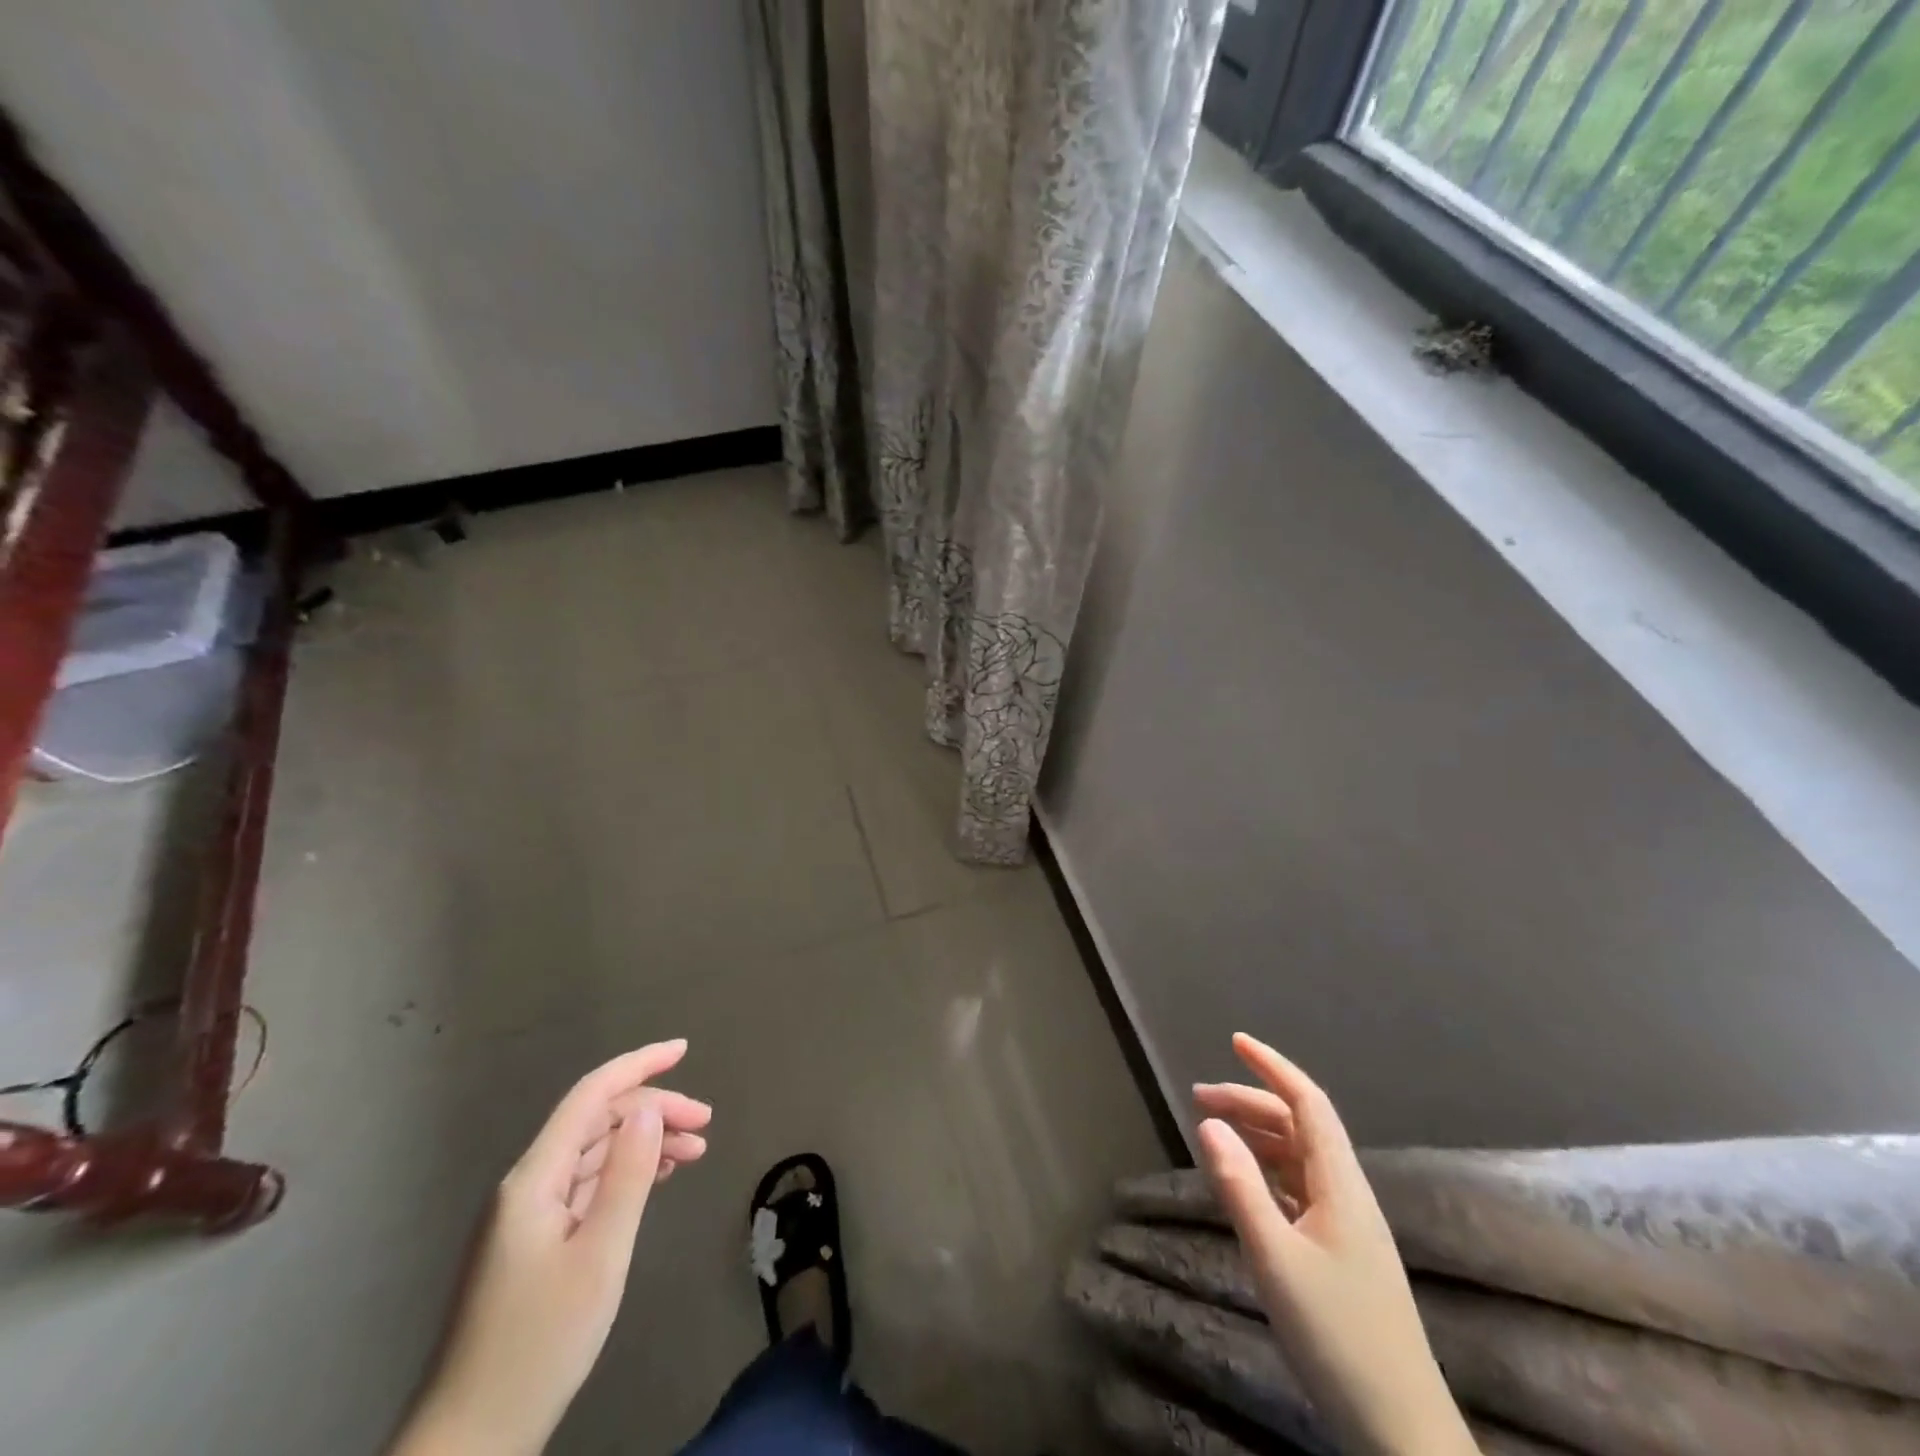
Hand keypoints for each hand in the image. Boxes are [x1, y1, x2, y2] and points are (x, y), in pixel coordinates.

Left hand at [391, 1040, 711, 1455]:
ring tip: (695, 1151)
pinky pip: (586, 1185)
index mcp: (534, 1178)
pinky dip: (626, 1172)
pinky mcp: (534, 1244)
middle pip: (597, 1122)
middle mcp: (527, 1185)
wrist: (470, 1441)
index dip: (639, 1064)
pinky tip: (655, 1178)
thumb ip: (627, 1174)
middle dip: (654, 1110)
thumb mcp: (600, 1255)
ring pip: (594, 1153)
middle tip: (706, 1125)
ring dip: (645, 1142)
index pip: (591, 1095)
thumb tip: (650, 1107)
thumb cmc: (540, 1343)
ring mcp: (527, 1216)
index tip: (684, 1049)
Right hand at [1194, 1035, 1475, 1455]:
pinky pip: (1298, 1188)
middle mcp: (1347, 1193)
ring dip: (1257, 1134)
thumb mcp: (1276, 1259)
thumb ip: (1240, 1188)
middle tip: (1198, 1098)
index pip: (1308, 1103)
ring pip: (1298, 1157)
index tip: (1235, 1040)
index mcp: (1340, 1185)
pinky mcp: (1341, 1252)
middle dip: (1250, 1101)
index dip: (1273, 1066)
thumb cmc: (1337, 1336)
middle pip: (1298, 1126)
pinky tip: (1244, 1181)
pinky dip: (1266, 1169)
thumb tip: (1208, 1123)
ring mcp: (1347, 1224)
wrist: (1401, 1430)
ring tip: (1212, 1132)